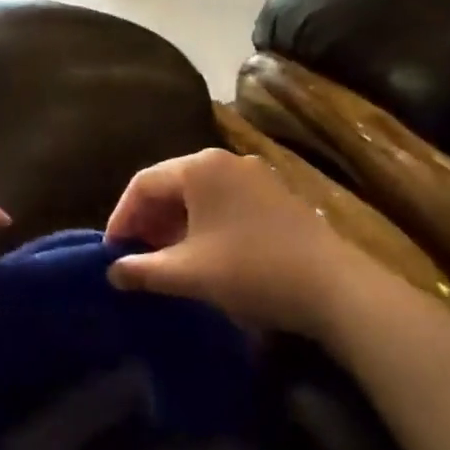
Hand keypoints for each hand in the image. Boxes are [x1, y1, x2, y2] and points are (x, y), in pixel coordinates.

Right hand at [105, 149, 366, 336]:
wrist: (337, 289)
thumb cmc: (251, 271)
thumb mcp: (188, 274)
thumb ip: (143, 270)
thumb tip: (113, 272)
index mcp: (199, 168)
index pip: (143, 183)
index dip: (121, 217)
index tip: (112, 252)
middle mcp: (226, 160)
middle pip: (171, 184)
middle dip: (148, 220)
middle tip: (137, 255)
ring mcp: (256, 176)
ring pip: (199, 194)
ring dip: (176, 223)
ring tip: (167, 258)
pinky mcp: (277, 195)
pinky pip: (225, 202)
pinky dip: (204, 223)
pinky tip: (205, 254)